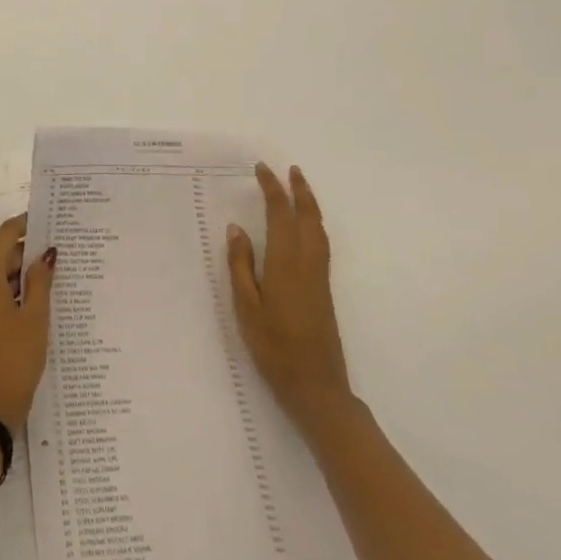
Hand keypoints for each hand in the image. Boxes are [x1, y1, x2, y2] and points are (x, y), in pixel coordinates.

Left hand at [0, 215, 55, 429]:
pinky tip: (41, 297)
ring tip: (57, 271)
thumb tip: (47, 253)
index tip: (50, 219)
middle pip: (2, 253)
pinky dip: (16, 289)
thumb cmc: (14, 359)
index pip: (5, 235)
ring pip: (0, 274)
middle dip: (29, 249)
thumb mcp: (35, 318)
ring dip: (24, 271)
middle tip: (61, 248)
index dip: (26, 224)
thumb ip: (41, 281)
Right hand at [226, 163, 351, 425]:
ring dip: (310, 205)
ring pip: (318, 230)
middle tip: (289, 169)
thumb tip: (237, 228)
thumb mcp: (246, 308)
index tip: (261, 169)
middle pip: (307, 218)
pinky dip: (314, 224)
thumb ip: (241, 266)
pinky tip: (307, 228)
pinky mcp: (324, 291)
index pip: (280, 215)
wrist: (317, 389)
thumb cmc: (275, 349)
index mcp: (285, 264)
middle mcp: (307, 265)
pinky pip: (321, 244)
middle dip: (299, 191)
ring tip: (300, 188)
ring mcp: (319, 278)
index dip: (272, 190)